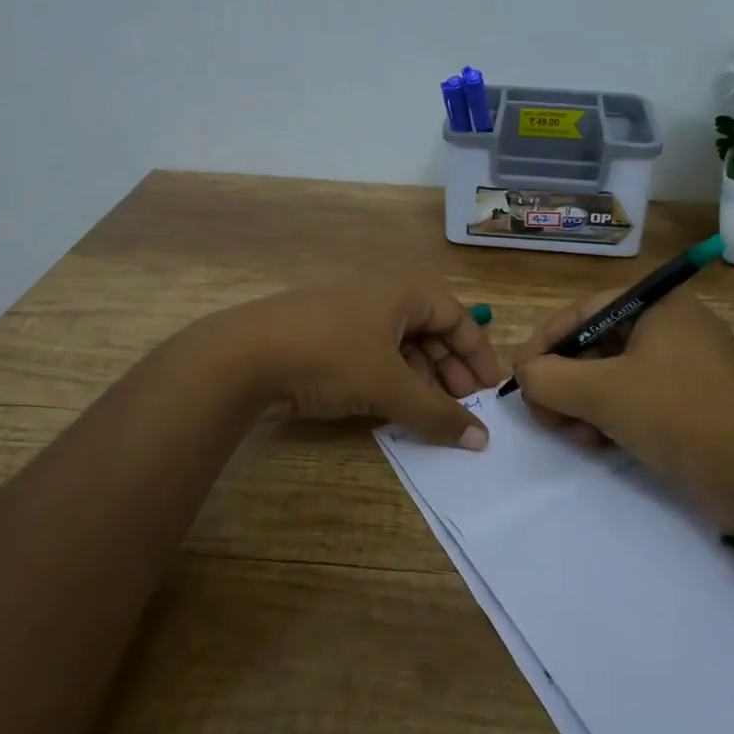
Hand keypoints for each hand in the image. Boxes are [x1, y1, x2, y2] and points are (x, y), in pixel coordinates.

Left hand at [214, 279, 504, 447]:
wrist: (243, 356)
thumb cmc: (331, 356)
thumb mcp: (389, 387)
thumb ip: (437, 414)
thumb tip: (480, 440)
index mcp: (402, 292)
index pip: (456, 316)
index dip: (477, 352)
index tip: (490, 390)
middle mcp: (379, 296)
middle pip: (429, 330)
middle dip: (449, 368)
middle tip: (461, 405)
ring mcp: (348, 315)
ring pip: (399, 345)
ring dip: (420, 378)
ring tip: (429, 413)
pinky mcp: (323, 337)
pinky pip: (371, 355)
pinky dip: (389, 379)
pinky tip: (391, 408)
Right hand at [510, 289, 733, 532]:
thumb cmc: (679, 415)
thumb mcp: (601, 393)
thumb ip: (548, 378)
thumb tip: (526, 374)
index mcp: (658, 304)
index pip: (581, 312)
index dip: (544, 343)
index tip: (520, 377)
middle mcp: (673, 324)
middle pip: (596, 344)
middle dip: (564, 381)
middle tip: (545, 415)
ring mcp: (688, 363)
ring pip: (614, 374)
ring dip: (584, 403)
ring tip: (575, 435)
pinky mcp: (696, 398)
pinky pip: (639, 395)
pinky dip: (613, 415)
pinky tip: (601, 442)